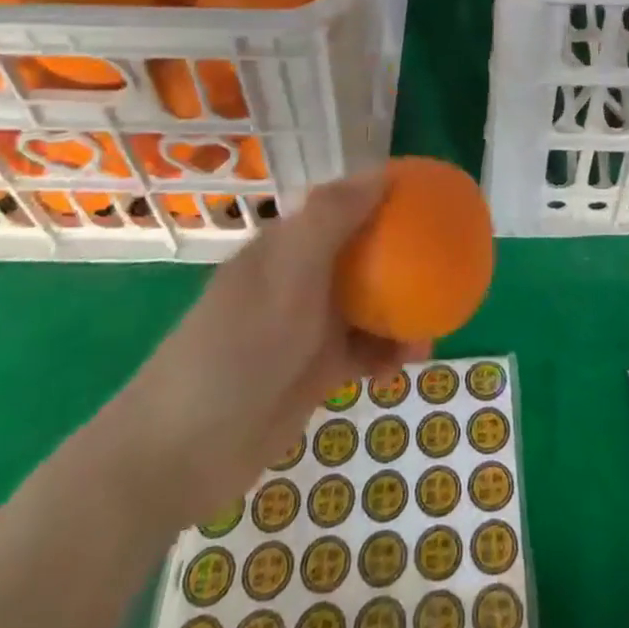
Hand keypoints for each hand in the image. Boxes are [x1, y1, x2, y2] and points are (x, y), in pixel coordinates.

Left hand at [112, 170, 427, 525]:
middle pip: (368, 253)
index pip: (349, 203)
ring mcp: (309, 325)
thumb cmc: (237, 349)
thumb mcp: (286, 274)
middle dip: (408, 257)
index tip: (437, 199)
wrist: (180, 453)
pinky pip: (366, 350)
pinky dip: (388, 354)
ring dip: (404, 312)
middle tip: (449, 266)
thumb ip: (331, 219)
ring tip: (433, 330)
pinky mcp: (316, 370)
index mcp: (291, 244)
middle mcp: (303, 277)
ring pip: (373, 303)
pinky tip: (406, 365)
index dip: (391, 195)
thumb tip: (381, 173)